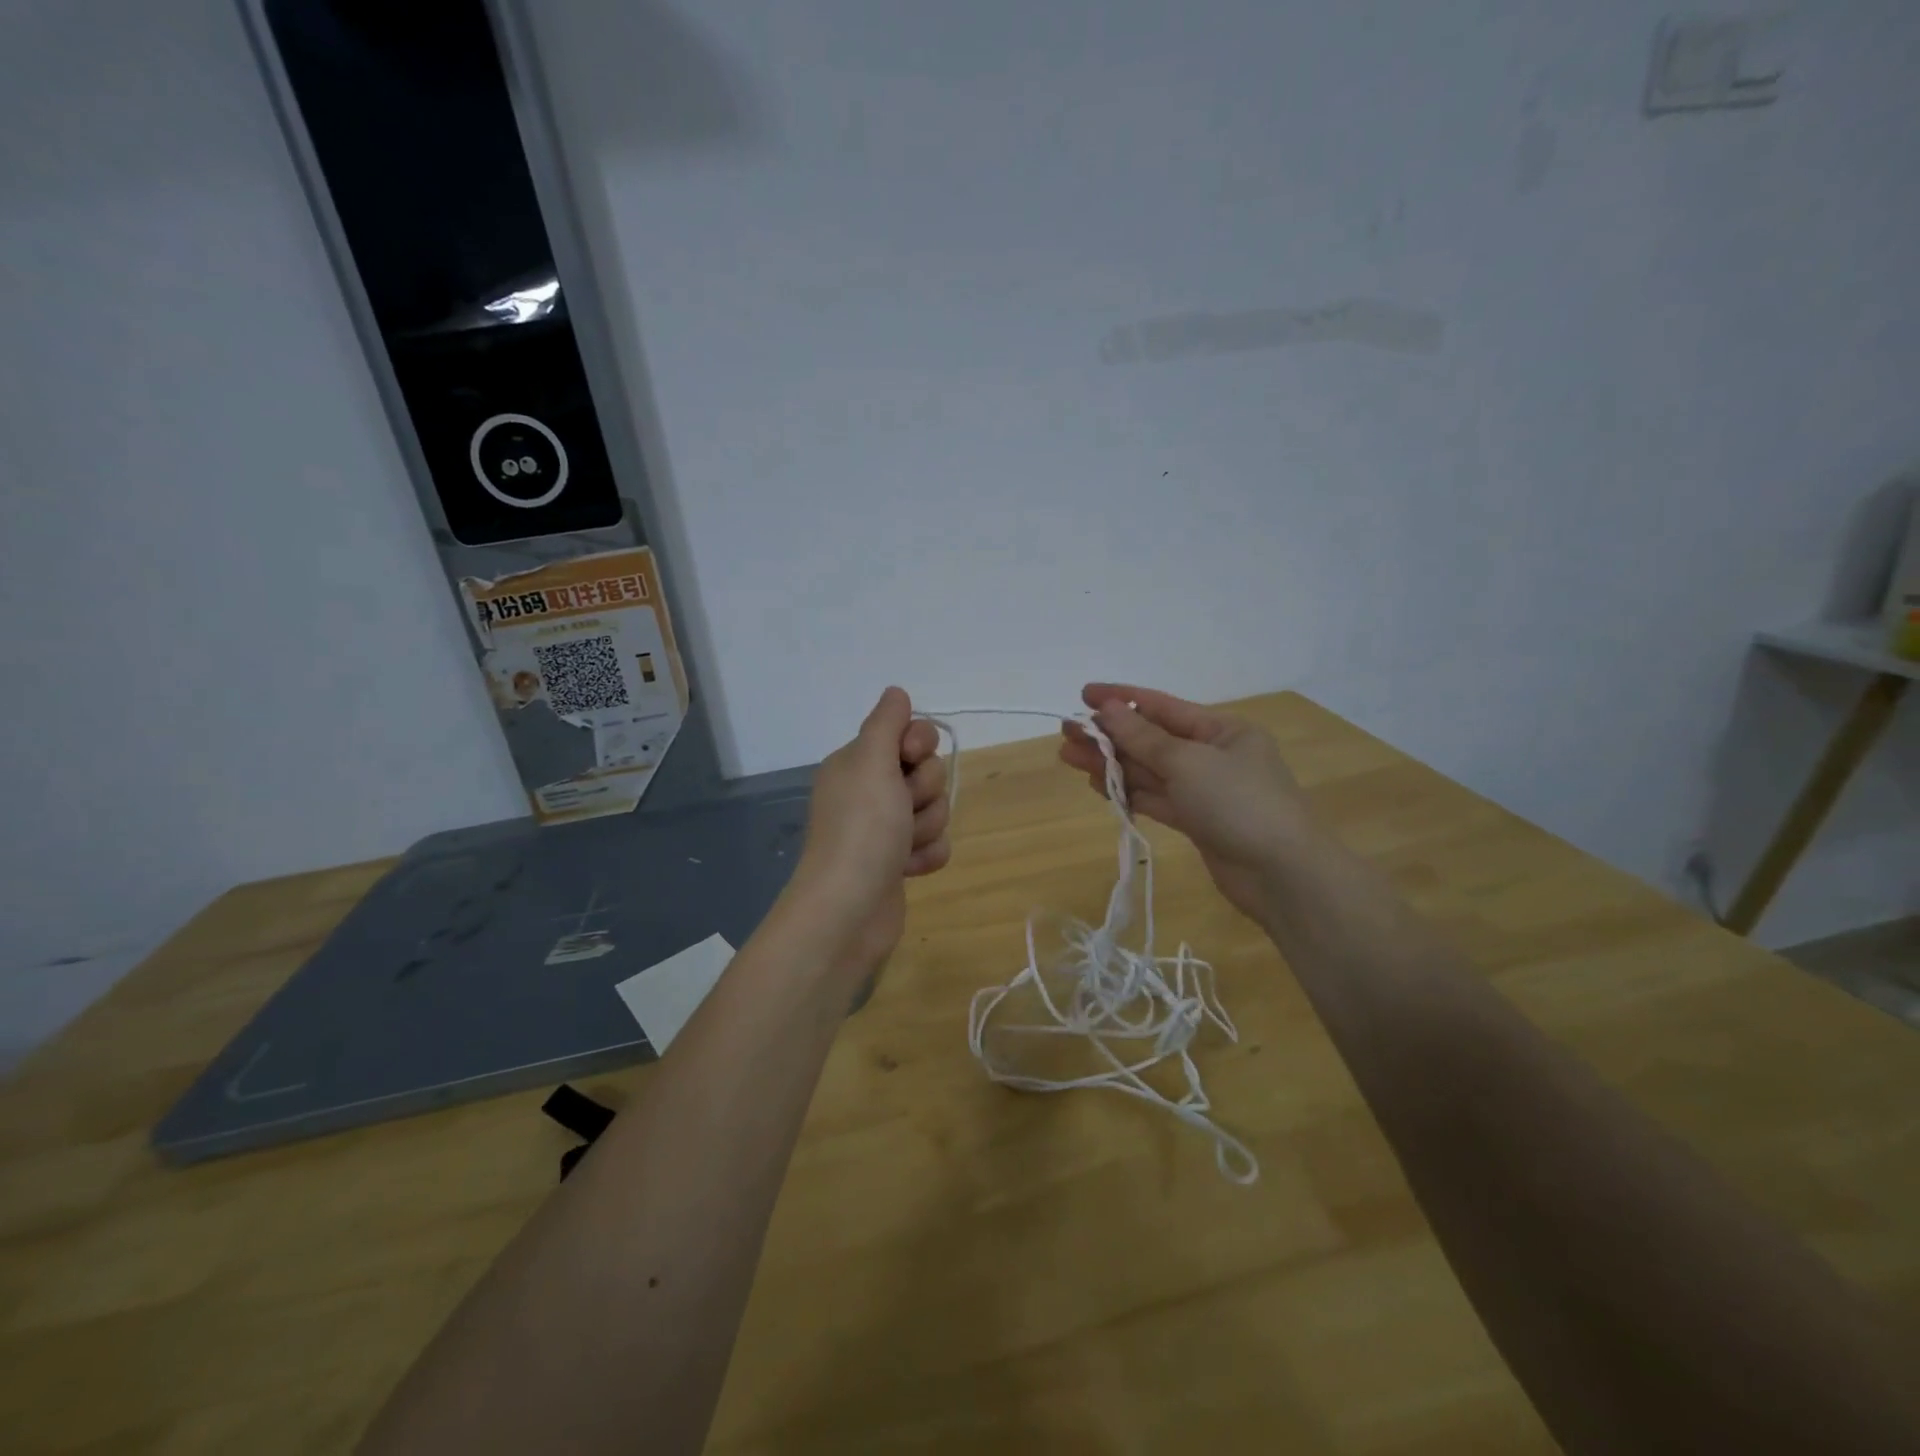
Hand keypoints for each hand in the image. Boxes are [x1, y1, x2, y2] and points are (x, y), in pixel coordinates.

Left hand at [788, 687, 950, 979]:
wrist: (849, 910)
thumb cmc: (861, 829)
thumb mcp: (871, 762)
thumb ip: (886, 723)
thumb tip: (896, 692)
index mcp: (857, 764)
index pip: (907, 733)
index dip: (919, 744)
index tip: (910, 758)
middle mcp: (869, 792)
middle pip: (926, 771)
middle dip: (925, 791)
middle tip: (902, 809)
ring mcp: (884, 829)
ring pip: (934, 809)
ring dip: (927, 827)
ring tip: (903, 847)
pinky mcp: (898, 862)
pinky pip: (934, 843)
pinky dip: (927, 855)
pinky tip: (909, 869)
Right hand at [1060, 684, 1314, 920]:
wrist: (1282, 874)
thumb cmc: (1239, 803)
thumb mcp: (1188, 762)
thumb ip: (1143, 738)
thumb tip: (1109, 710)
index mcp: (1221, 729)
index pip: (1161, 706)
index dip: (1120, 699)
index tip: (1083, 695)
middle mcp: (1212, 754)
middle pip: (1151, 739)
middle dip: (1109, 736)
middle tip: (1066, 734)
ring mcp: (1204, 790)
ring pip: (1149, 771)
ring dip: (1111, 764)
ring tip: (1070, 759)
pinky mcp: (1196, 821)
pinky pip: (1155, 798)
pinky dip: (1128, 792)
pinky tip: (1099, 786)